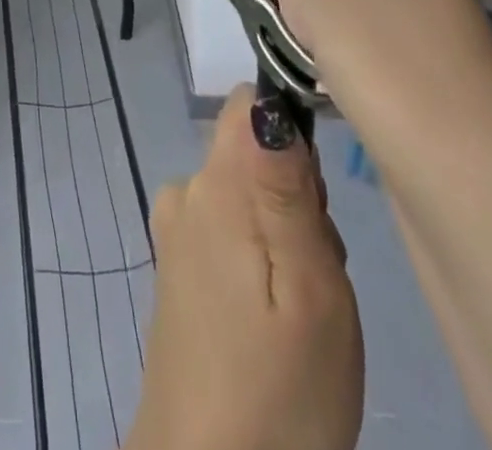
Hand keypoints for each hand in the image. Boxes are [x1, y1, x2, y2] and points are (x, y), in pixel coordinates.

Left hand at [128, 85, 361, 449]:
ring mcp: (176, 231)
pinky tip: (271, 324)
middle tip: (315, 275)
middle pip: (253, 153)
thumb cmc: (278, 392)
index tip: (315, 197)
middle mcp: (186, 192)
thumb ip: (287, 187)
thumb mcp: (310, 288)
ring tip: (298, 311)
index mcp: (215, 183)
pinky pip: (229, 232)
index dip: (291, 132)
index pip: (249, 103)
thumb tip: (268, 100)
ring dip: (283, 236)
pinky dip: (259, 263)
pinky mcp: (176, 269)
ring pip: (248, 196)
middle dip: (295, 197)